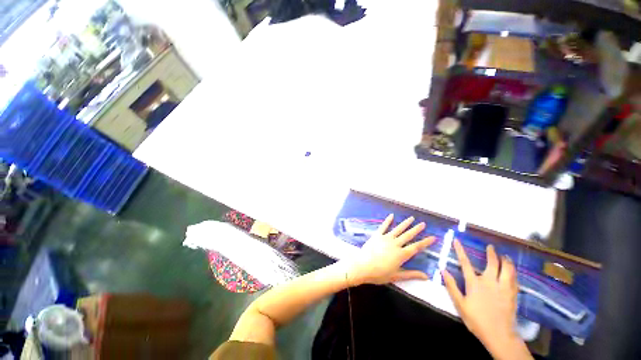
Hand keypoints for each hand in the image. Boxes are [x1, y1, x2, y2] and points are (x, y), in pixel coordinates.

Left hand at [346, 214, 434, 286]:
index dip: (425, 242)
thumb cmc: (379, 273)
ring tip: (411, 218)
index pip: (416, 247)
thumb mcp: (396, 276)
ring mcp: (385, 238)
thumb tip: (426, 276)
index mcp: (401, 255)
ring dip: (405, 223)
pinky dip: (388, 221)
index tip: (433, 237)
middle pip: (408, 235)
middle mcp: (395, 244)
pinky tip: (392, 215)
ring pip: (398, 229)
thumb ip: (411, 275)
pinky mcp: (377, 235)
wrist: (363, 266)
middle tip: (423, 224)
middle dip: (416, 229)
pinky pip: (383, 226)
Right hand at [443, 240, 531, 359]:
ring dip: (506, 261)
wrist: (499, 335)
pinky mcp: (512, 294)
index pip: (465, 263)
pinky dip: (513, 273)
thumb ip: (451, 286)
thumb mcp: (460, 304)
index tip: (457, 240)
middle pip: (492, 263)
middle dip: (491, 254)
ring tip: (505, 256)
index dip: (460, 250)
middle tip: (491, 247)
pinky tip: (513, 272)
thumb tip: (443, 270)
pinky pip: (514, 279)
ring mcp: (503, 288)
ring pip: (507, 269)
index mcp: (475, 283)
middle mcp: (490, 282)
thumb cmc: (477, 320)